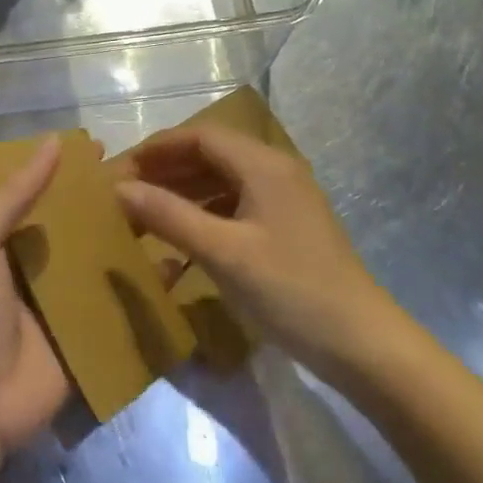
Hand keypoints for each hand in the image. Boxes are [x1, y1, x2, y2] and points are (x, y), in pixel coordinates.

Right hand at [116, 125, 395, 382]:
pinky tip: (182, 240)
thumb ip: (169, 216)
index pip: (200, 136)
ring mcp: (284, 200)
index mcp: (263, 165)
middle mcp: (275, 171)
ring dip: (182, 194)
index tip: (120, 170)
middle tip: (126, 195)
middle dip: (166, 171)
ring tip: (145, 216)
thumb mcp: (223, 253)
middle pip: (210, 155)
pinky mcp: (286, 227)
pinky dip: (204, 215)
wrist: (363, 346)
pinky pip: (235, 207)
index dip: (157, 148)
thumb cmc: (291, 291)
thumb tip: (119, 189)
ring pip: (221, 182)